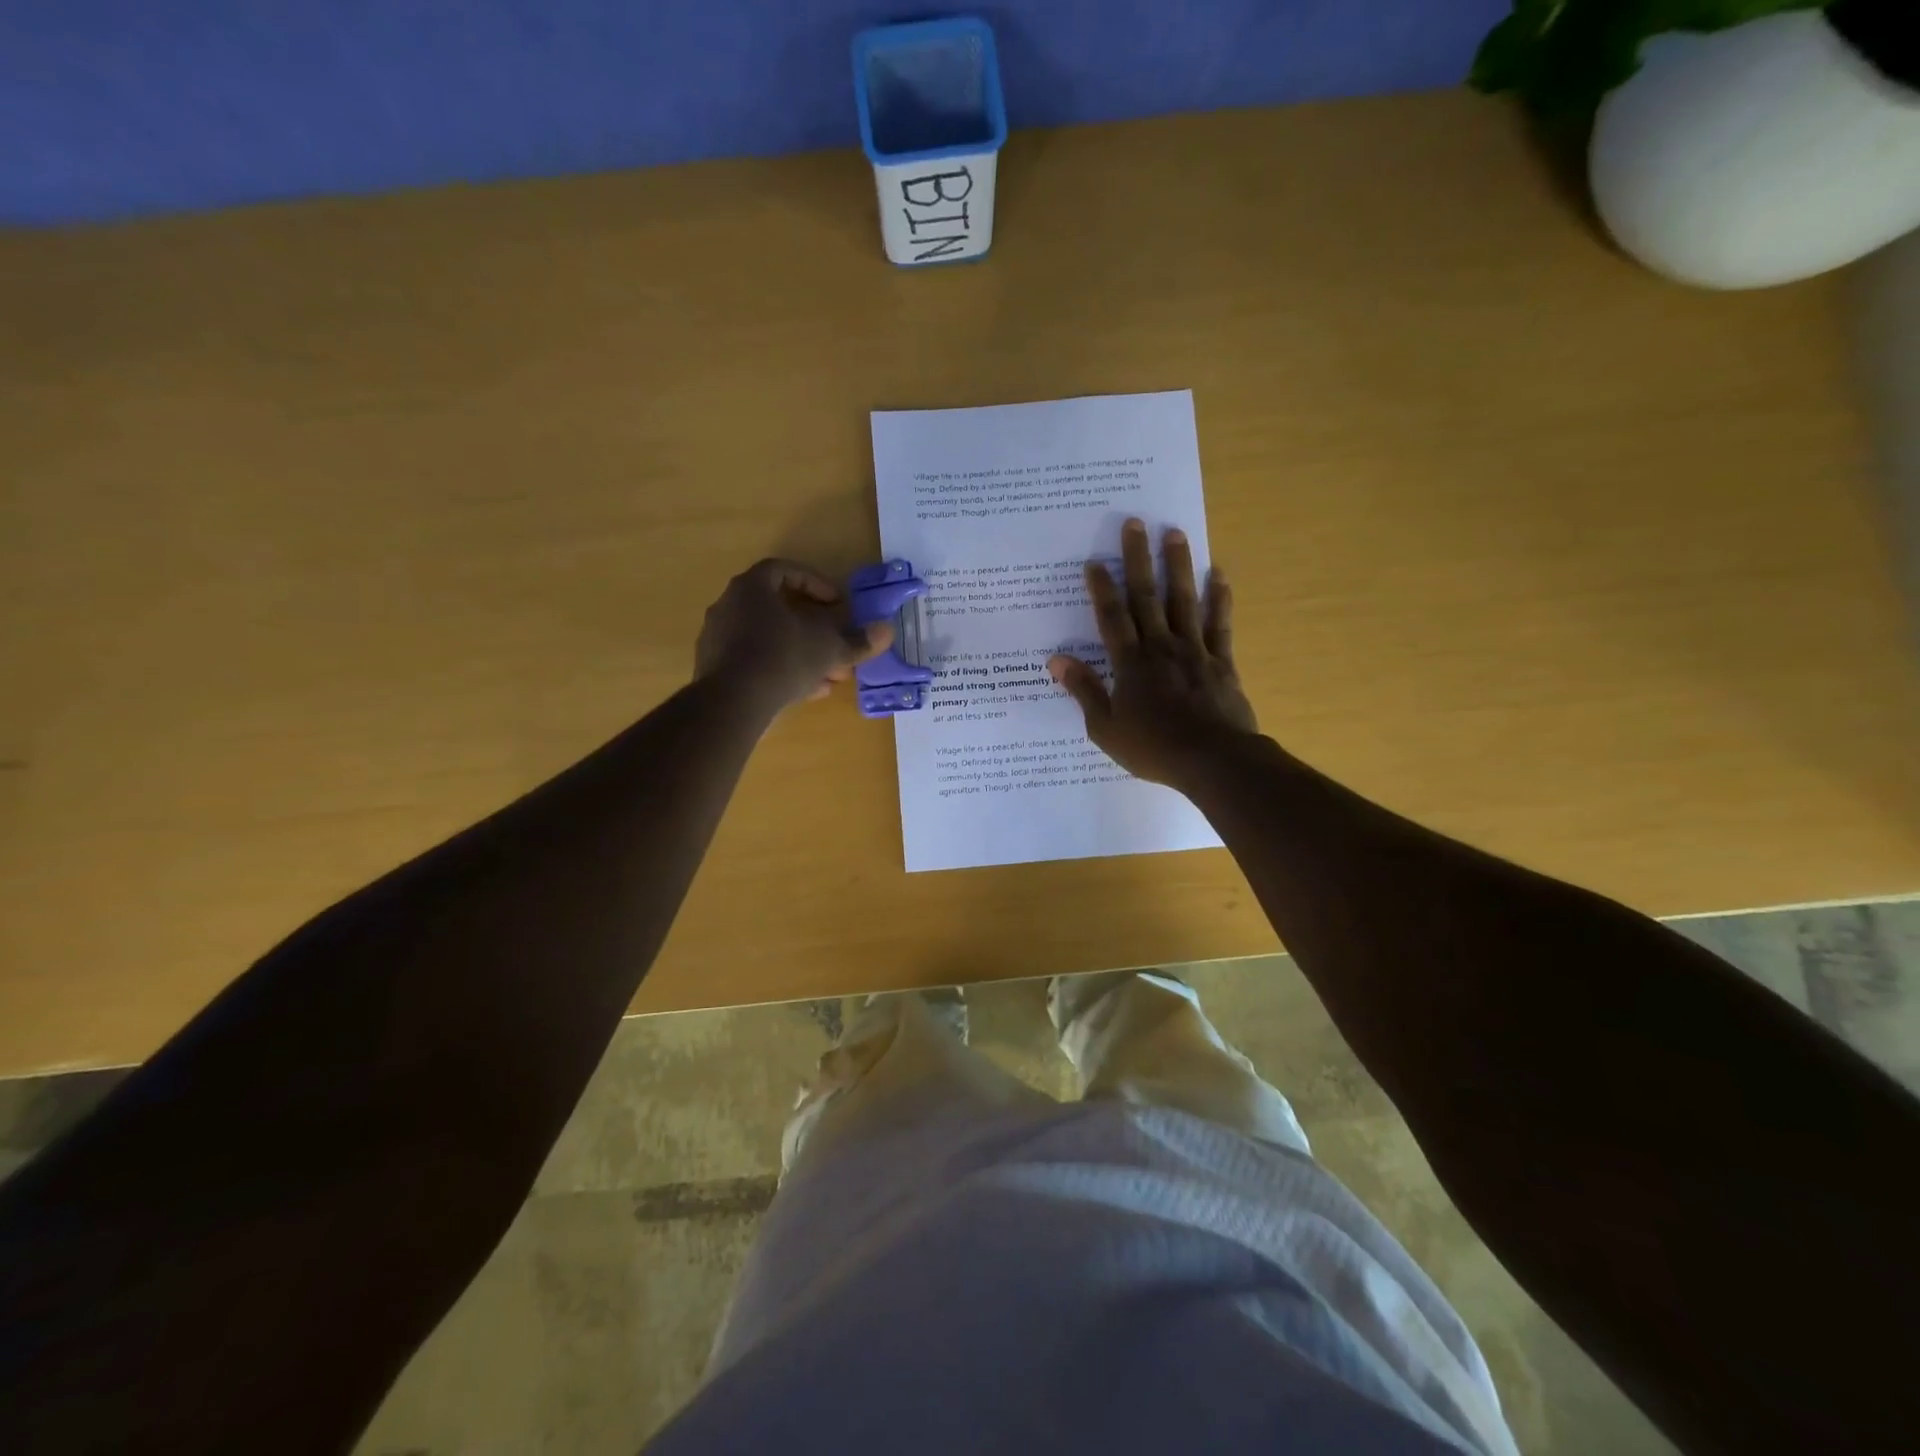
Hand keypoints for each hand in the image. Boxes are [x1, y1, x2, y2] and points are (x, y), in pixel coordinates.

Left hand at [695, 559, 891, 714]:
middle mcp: (730, 607)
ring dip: (801, 653)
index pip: (783, 570)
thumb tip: (886, 631)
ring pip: (769, 639)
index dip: (814, 583)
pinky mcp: (715, 670)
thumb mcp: (829, 648)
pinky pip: (755, 662)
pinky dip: (782, 671)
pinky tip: (807, 692)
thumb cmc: (782, 658)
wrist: (732, 703)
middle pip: (778, 609)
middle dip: (814, 628)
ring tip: (830, 675)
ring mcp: (719, 639)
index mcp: (752, 588)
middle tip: (837, 643)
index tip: (837, 603)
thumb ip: (857, 640)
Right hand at [1048, 518, 1257, 787]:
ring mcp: (1194, 651)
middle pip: (1147, 597)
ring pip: (1184, 600)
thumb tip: (1056, 661)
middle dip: (1138, 559)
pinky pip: (1219, 625)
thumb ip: (1083, 691)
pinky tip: (1219, 575)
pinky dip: (1220, 599)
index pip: (1111, 618)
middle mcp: (1161, 647)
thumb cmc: (1153, 748)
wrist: (1213, 760)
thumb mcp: (1105, 728)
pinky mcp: (1221, 662)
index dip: (1101, 588)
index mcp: (1130, 664)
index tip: (1094, 561)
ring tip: (1174, 533)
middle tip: (1134, 524)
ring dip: (1178, 565)